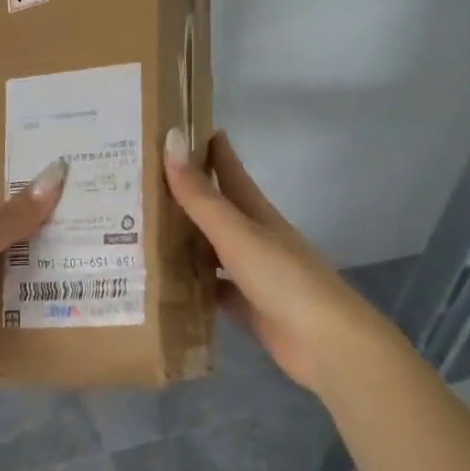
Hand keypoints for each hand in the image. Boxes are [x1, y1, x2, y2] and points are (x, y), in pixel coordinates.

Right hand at [164, 128, 407, 397]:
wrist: (327, 344)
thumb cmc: (284, 278)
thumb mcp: (237, 233)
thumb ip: (201, 195)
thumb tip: (169, 140)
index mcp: (257, 214)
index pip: (230, 172)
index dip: (210, 149)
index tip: (182, 126)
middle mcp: (254, 239)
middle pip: (216, 210)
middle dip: (186, 194)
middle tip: (143, 180)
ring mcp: (251, 275)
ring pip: (210, 250)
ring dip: (184, 240)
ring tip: (142, 228)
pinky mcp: (247, 307)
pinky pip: (211, 289)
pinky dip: (190, 284)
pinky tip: (163, 282)